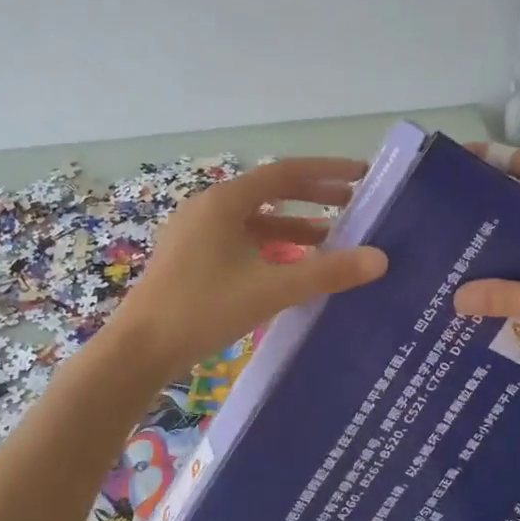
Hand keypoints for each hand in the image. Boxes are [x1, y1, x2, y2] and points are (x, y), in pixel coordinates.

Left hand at [111, 157, 388, 375]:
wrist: (139, 350)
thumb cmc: (204, 309)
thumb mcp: (272, 289)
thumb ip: (327, 272)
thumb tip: (380, 258)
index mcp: (224, 202)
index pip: (285, 173)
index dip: (327, 171)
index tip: (361, 175)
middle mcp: (209, 208)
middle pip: (270, 191)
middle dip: (313, 196)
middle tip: (353, 204)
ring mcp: (196, 233)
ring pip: (254, 219)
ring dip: (292, 225)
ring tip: (331, 239)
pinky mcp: (191, 257)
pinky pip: (240, 240)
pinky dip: (270, 246)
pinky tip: (291, 266)